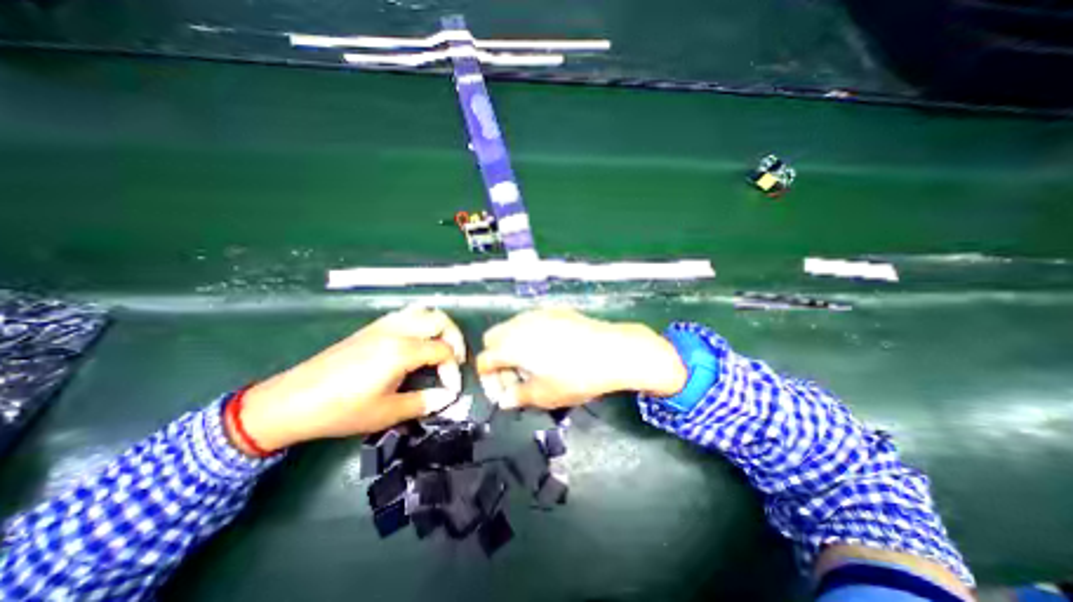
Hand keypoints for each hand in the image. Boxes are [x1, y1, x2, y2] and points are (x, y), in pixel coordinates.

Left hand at [232, 307, 465, 456]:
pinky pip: (407, 314)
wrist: (291, 401)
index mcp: (402, 351)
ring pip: (423, 311)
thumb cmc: (341, 410)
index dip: (453, 369)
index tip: (450, 389)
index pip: (444, 350)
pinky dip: (422, 323)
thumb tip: (448, 397)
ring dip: (439, 327)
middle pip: (440, 320)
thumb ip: (424, 402)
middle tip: (454, 360)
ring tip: (440, 347)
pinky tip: (417, 343)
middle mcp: (396, 330)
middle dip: (455, 338)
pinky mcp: (372, 327)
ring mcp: (383, 325)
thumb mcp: (386, 413)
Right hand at [473, 308, 682, 410]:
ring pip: (513, 327)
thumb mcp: (544, 394)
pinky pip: (532, 322)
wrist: (612, 350)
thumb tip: (506, 399)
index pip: (485, 360)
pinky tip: (550, 349)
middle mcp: (519, 324)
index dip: (489, 379)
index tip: (504, 393)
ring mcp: (538, 314)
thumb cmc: (575, 376)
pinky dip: (530, 336)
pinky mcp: (555, 310)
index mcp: (511, 345)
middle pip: (494, 338)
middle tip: (517, 377)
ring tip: (533, 364)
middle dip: (498, 359)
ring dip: (513, 346)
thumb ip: (519, 396)